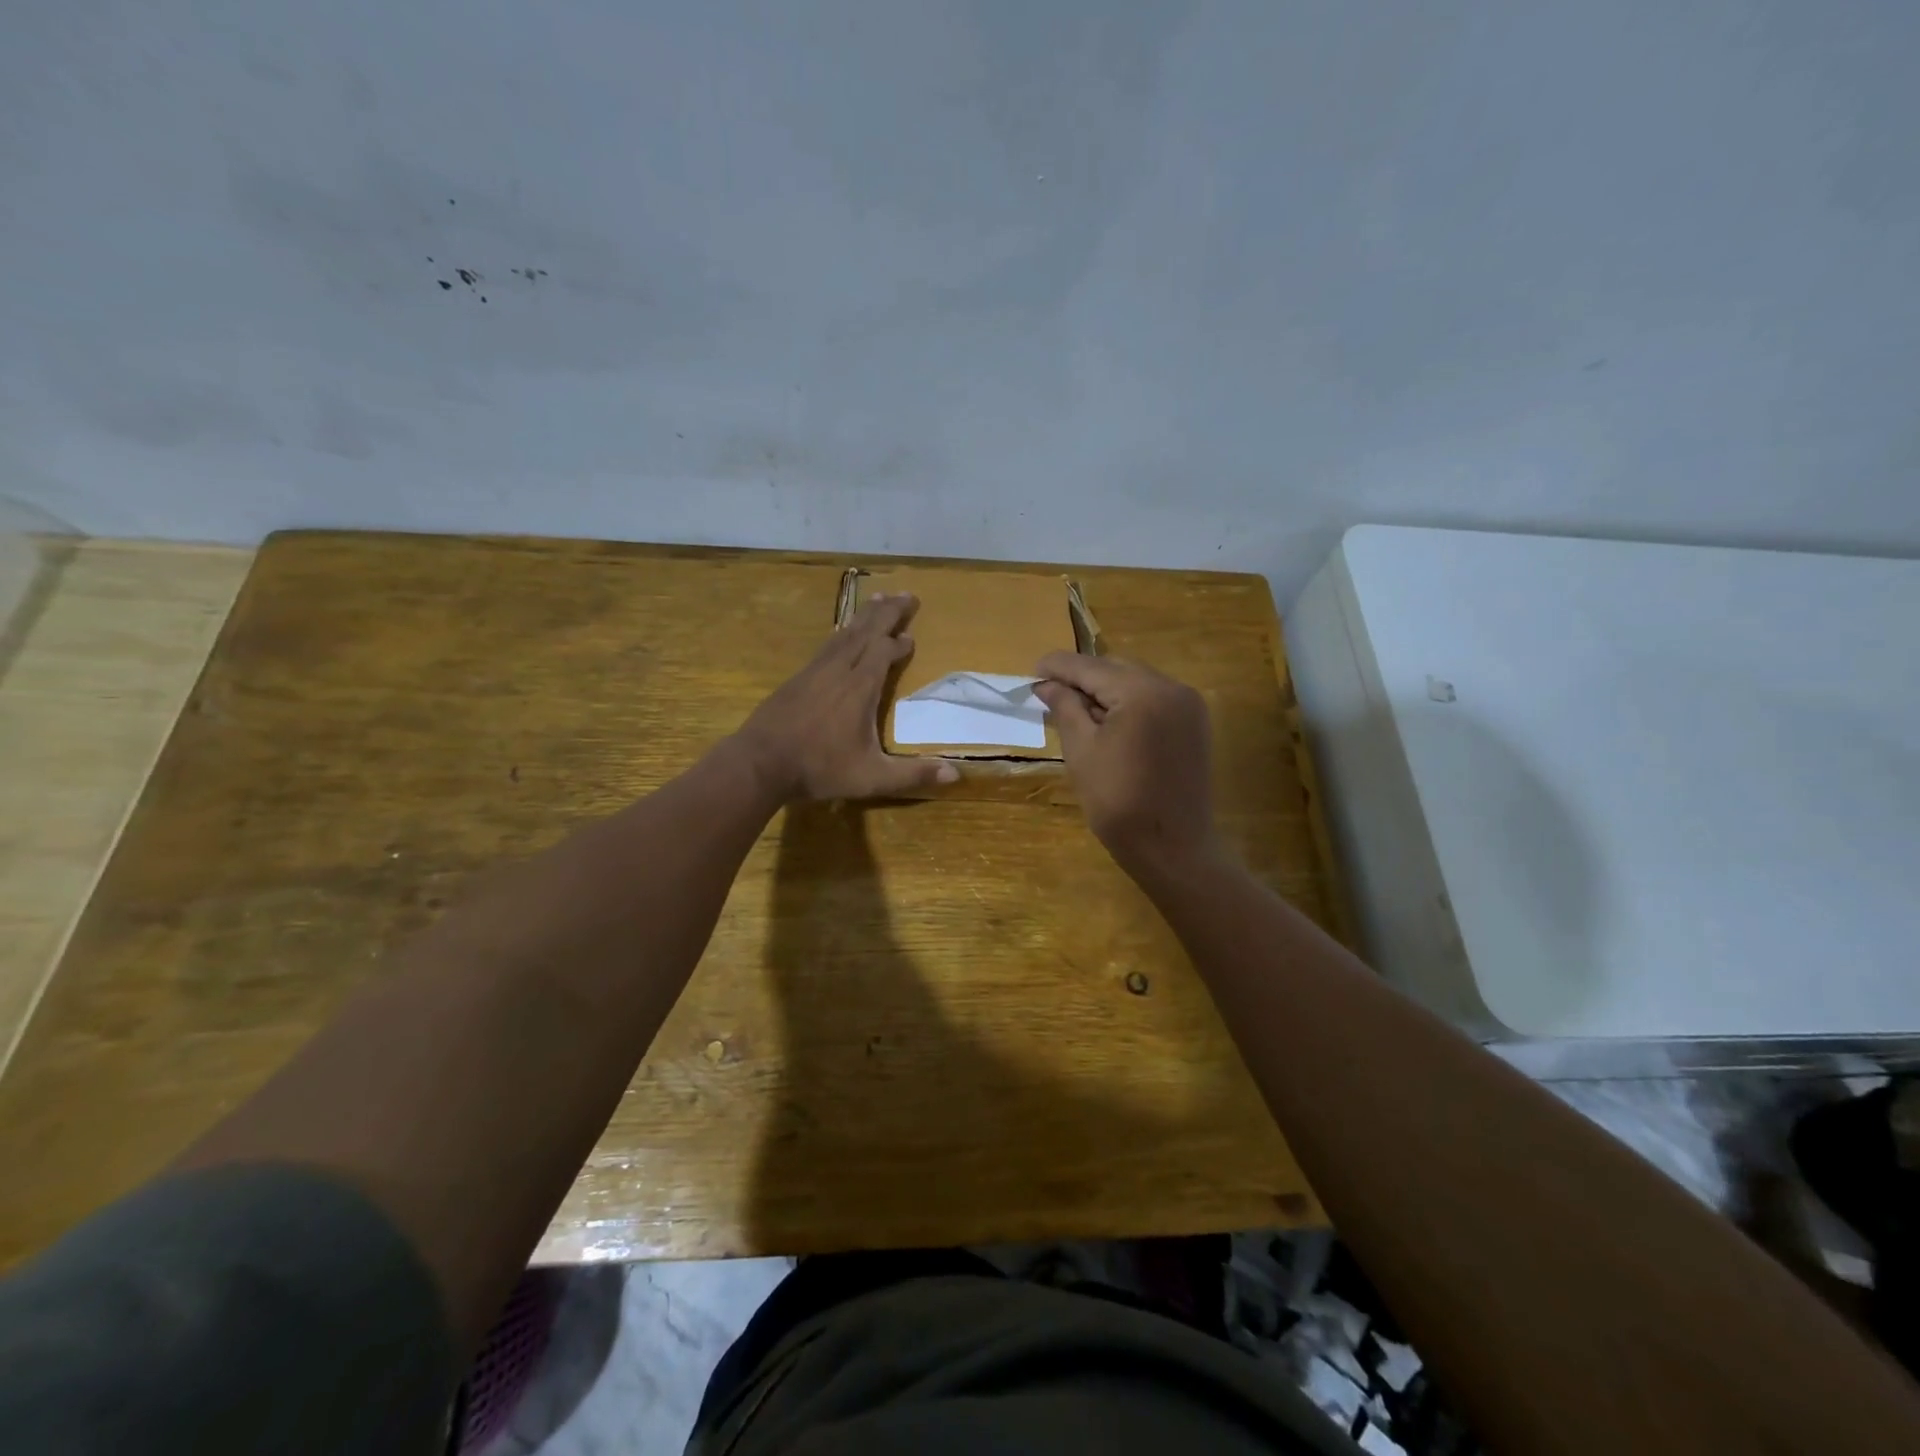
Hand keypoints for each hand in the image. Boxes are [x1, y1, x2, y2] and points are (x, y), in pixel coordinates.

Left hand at [734, 593, 958, 801]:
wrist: (758, 763)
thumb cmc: (819, 769)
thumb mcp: (871, 778)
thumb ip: (912, 775)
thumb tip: (956, 775)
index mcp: (860, 687)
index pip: (884, 652)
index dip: (898, 642)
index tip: (911, 637)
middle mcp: (839, 670)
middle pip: (866, 631)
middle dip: (888, 612)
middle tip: (906, 594)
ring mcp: (814, 671)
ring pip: (844, 633)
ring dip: (864, 616)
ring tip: (878, 601)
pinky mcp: (796, 678)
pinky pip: (826, 645)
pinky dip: (841, 633)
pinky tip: (841, 634)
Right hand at [1032, 653, 1218, 874]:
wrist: (1172, 847)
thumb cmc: (1118, 802)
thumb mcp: (1081, 750)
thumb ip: (1065, 708)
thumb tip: (1046, 684)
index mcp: (1142, 692)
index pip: (1091, 667)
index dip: (1058, 667)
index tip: (1032, 671)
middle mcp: (1171, 687)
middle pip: (1116, 668)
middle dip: (1083, 677)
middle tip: (1050, 692)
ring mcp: (1188, 705)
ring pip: (1137, 681)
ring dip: (1106, 689)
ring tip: (1075, 708)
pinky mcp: (1194, 724)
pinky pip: (1154, 699)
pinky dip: (1128, 702)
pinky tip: (1108, 721)